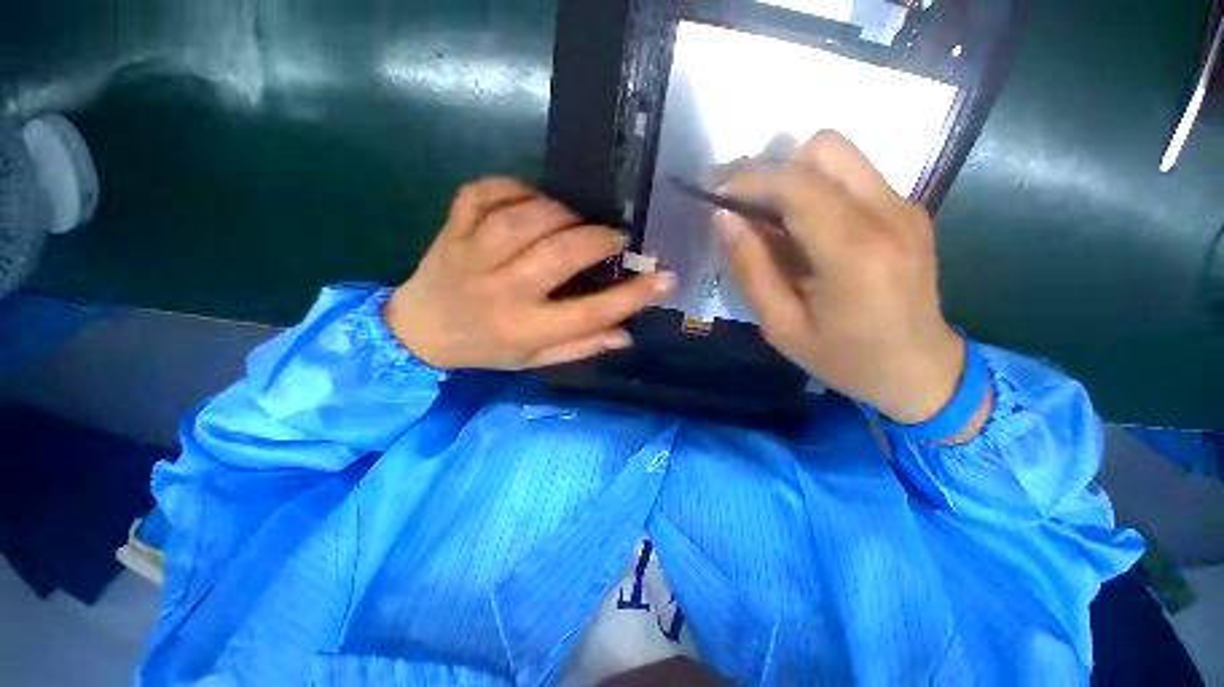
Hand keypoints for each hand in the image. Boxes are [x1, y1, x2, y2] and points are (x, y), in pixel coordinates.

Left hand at [386, 178, 674, 370]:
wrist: (418, 331)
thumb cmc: (485, 349)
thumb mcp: (534, 360)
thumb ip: (580, 347)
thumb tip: (626, 334)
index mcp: (525, 328)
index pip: (591, 312)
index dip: (634, 295)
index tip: (666, 277)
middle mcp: (501, 290)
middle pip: (558, 255)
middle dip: (597, 240)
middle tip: (614, 239)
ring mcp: (473, 254)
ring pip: (525, 217)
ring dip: (561, 213)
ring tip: (574, 221)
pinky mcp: (453, 227)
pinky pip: (484, 192)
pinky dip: (513, 186)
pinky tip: (530, 199)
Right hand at [718, 132, 984, 430]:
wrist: (921, 370)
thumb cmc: (845, 358)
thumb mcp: (781, 326)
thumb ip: (750, 269)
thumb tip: (722, 219)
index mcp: (854, 253)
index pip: (796, 186)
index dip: (748, 181)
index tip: (714, 193)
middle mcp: (887, 214)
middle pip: (824, 148)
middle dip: (774, 171)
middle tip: (746, 207)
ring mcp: (905, 207)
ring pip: (840, 155)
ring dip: (796, 177)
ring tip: (772, 220)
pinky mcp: (908, 210)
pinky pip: (854, 177)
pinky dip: (818, 190)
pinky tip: (805, 231)